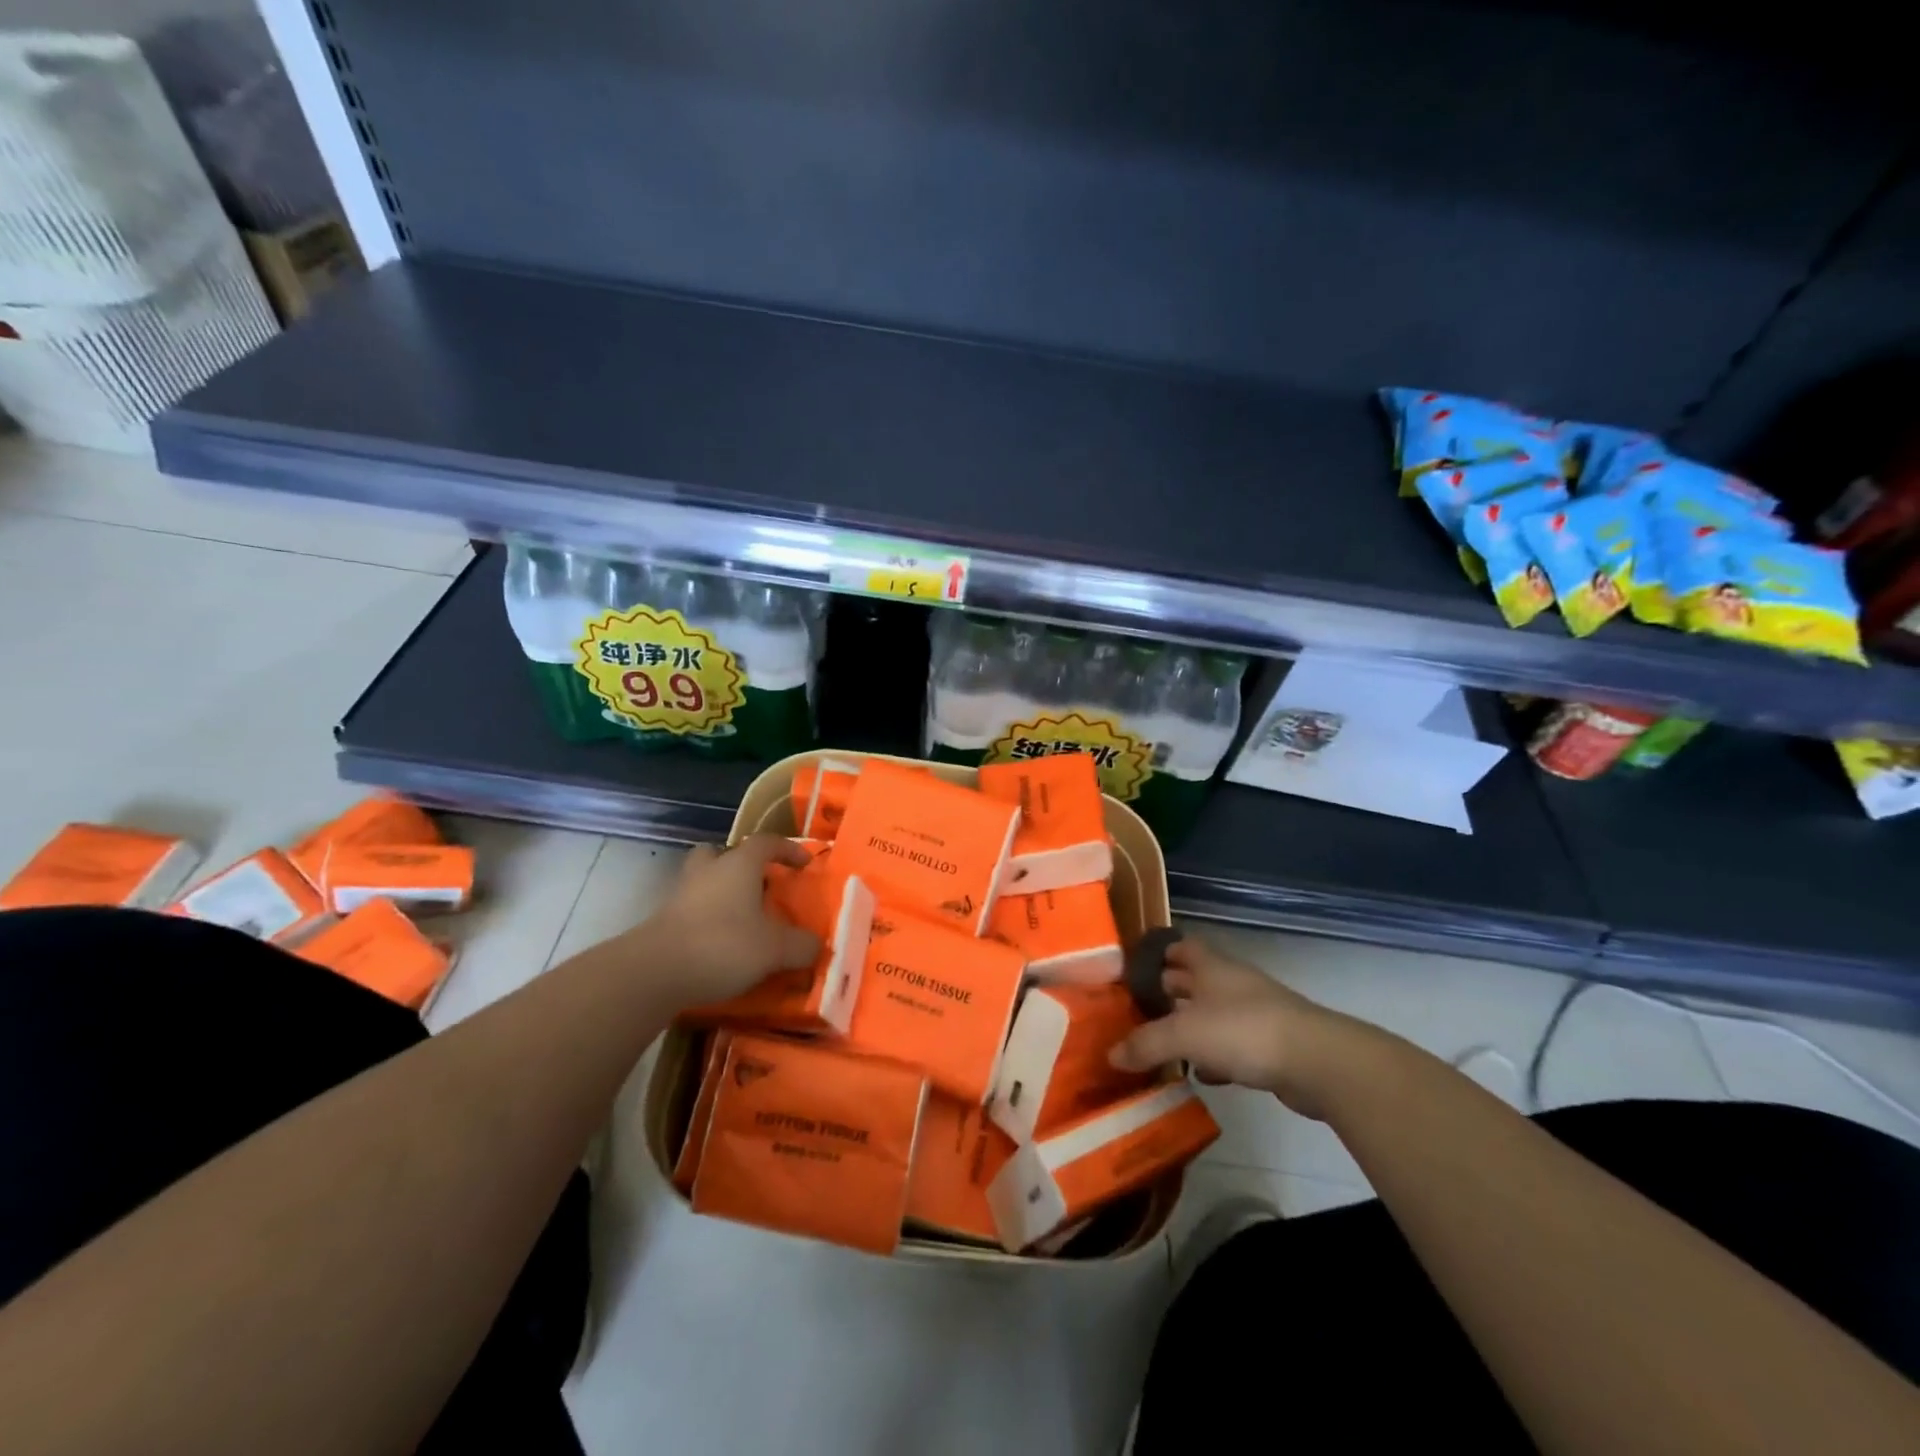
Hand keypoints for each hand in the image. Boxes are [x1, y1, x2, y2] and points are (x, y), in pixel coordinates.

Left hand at [642, 836, 821, 1004]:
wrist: (653, 972)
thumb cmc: (723, 945)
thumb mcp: (775, 949)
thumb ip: (802, 945)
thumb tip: (816, 945)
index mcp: (738, 864)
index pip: (767, 842)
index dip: (789, 850)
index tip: (805, 865)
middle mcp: (708, 871)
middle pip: (721, 853)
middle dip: (740, 865)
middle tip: (758, 885)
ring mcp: (680, 895)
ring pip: (703, 881)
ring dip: (721, 893)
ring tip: (741, 919)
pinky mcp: (663, 923)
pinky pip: (691, 911)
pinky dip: (706, 921)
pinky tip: (720, 945)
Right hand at [1107, 937, 1373, 1118]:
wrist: (1317, 1061)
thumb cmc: (1244, 1031)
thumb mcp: (1185, 1035)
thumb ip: (1146, 1043)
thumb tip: (1111, 1055)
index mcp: (1211, 967)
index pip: (1181, 947)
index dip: (1159, 953)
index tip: (1134, 968)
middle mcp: (1232, 983)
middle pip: (1194, 980)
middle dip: (1168, 991)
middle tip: (1137, 1009)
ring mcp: (1255, 1014)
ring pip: (1212, 1014)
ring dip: (1190, 1027)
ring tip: (1160, 1044)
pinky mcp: (1271, 1046)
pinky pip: (1232, 1047)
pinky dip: (1214, 1057)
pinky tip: (1200, 1075)